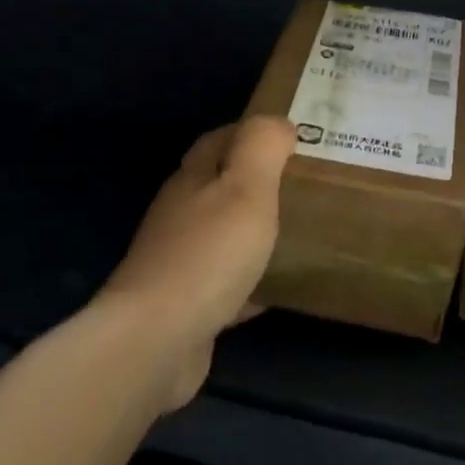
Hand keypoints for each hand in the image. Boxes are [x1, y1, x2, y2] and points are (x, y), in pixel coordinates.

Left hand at [101, 116, 294, 410]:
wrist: (157, 342)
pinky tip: (280, 287)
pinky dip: (253, 280)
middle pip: (220, 186)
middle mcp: (180, 215)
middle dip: (258, 181)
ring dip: (256, 229)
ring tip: (302, 229)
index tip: (292, 136)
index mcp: (192, 180)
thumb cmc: (208, 254)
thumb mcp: (246, 187)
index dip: (251, 132)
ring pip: (225, 234)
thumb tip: (279, 122)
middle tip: (306, 183)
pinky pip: (228, 283)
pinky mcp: (186, 306)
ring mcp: (179, 262)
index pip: (219, 140)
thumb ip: (262, 147)